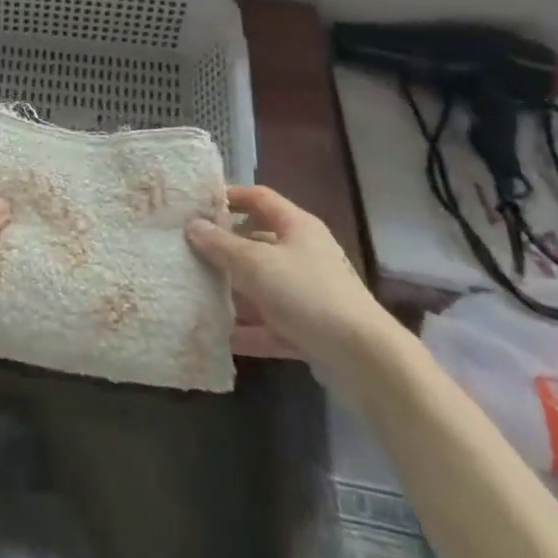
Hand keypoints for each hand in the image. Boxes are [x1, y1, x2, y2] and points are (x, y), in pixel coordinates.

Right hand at [186, 186, 390, 379]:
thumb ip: (222, 246)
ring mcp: (309, 293)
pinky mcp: (311, 330)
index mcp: (297, 226)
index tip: (198, 205)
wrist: (366, 360)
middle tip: (190, 254)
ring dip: (234, 293)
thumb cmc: (308, 294)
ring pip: (263, 286)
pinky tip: (222, 338)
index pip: (259, 198)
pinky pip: (273, 323)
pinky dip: (250, 330)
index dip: (230, 197)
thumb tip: (193, 226)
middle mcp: (304, 253)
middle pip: (258, 243)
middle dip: (225, 250)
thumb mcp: (257, 265)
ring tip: (198, 295)